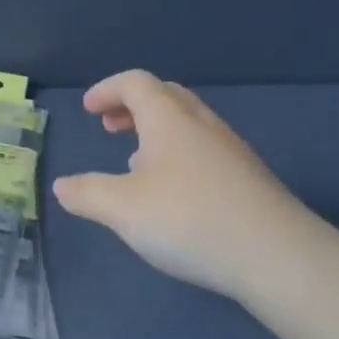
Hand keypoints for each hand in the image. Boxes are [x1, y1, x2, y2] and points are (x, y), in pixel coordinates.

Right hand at [52, 70, 327, 302]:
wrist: (277, 255)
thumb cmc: (189, 220)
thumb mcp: (123, 210)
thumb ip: (88, 194)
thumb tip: (61, 186)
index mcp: (169, 119)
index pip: (135, 83)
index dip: (108, 90)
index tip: (89, 109)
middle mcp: (202, 124)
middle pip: (165, 95)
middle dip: (133, 105)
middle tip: (110, 126)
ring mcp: (230, 149)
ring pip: (188, 122)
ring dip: (156, 130)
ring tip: (135, 160)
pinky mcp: (248, 177)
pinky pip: (204, 147)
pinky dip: (178, 152)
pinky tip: (173, 191)